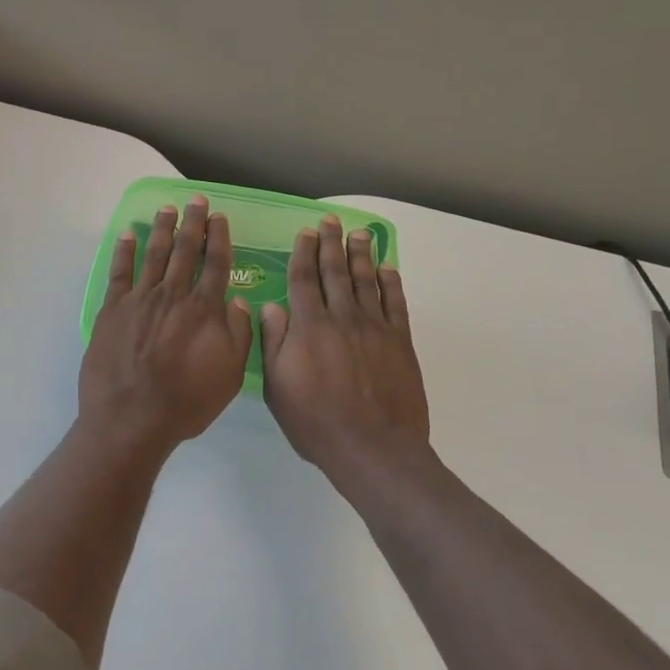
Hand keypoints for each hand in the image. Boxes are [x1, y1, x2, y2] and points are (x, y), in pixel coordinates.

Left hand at [78, 196, 253, 457]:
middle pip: (185, 250)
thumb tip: (237, 301)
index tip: (219, 217)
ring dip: (163, 229)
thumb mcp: (229, 375)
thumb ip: (238, 334)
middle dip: (193, 222)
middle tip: (196, 200)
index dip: (219, 237)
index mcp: (204, 309)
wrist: (131, 419)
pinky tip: (129, 234)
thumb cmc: (185, 402)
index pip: (215, 263)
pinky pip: (119, 272)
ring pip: (155, 254)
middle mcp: (173, 295)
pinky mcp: (113, 309)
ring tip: (167, 208)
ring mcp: (140, 299)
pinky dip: (124, 251)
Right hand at [260, 215, 428, 483]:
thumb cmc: (317, 422)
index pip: (303, 279)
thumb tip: (270, 307)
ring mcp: (374, 327)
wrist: (373, 447)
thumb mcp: (278, 387)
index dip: (303, 253)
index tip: (305, 233)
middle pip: (335, 272)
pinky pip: (396, 303)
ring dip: (360, 255)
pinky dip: (391, 282)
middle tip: (331, 221)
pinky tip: (387, 268)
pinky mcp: (399, 341)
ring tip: (358, 234)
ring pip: (366, 281)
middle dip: (331, 244)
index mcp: (309, 326)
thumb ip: (273, 343)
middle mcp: (342, 317)